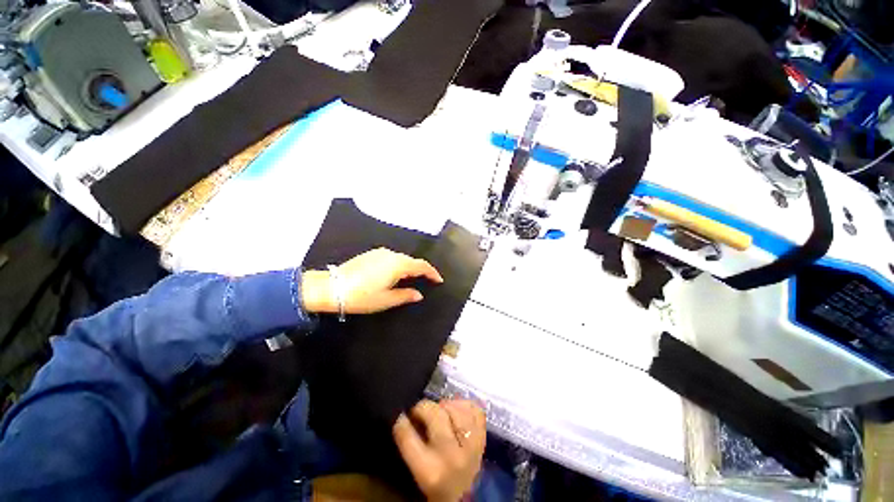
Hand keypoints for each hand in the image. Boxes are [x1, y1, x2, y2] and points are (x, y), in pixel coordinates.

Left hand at [301, 248, 442, 314]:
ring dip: (409, 267)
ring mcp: (380, 252)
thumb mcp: (386, 300)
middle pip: (412, 260)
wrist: (331, 288)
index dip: (432, 272)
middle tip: (427, 280)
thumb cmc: (361, 296)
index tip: (439, 280)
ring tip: (412, 278)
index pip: (421, 266)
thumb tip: (419, 294)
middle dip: (421, 270)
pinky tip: (395, 274)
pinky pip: (391, 257)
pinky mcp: (371, 254)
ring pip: (401, 258)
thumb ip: (406, 295)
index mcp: (398, 265)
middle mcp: (391, 255)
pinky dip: (398, 264)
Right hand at [393, 400, 485, 501]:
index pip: (409, 437)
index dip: (401, 421)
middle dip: (423, 407)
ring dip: (444, 405)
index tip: (400, 415)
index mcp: (429, 471)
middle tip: (419, 411)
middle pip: (435, 415)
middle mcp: (452, 456)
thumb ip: (410, 444)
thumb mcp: (417, 471)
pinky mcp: (483, 438)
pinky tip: (456, 410)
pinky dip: (464, 405)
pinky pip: (475, 410)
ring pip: (455, 408)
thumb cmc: (434, 483)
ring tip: (439, 411)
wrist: (462, 498)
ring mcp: (471, 445)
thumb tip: (405, 415)